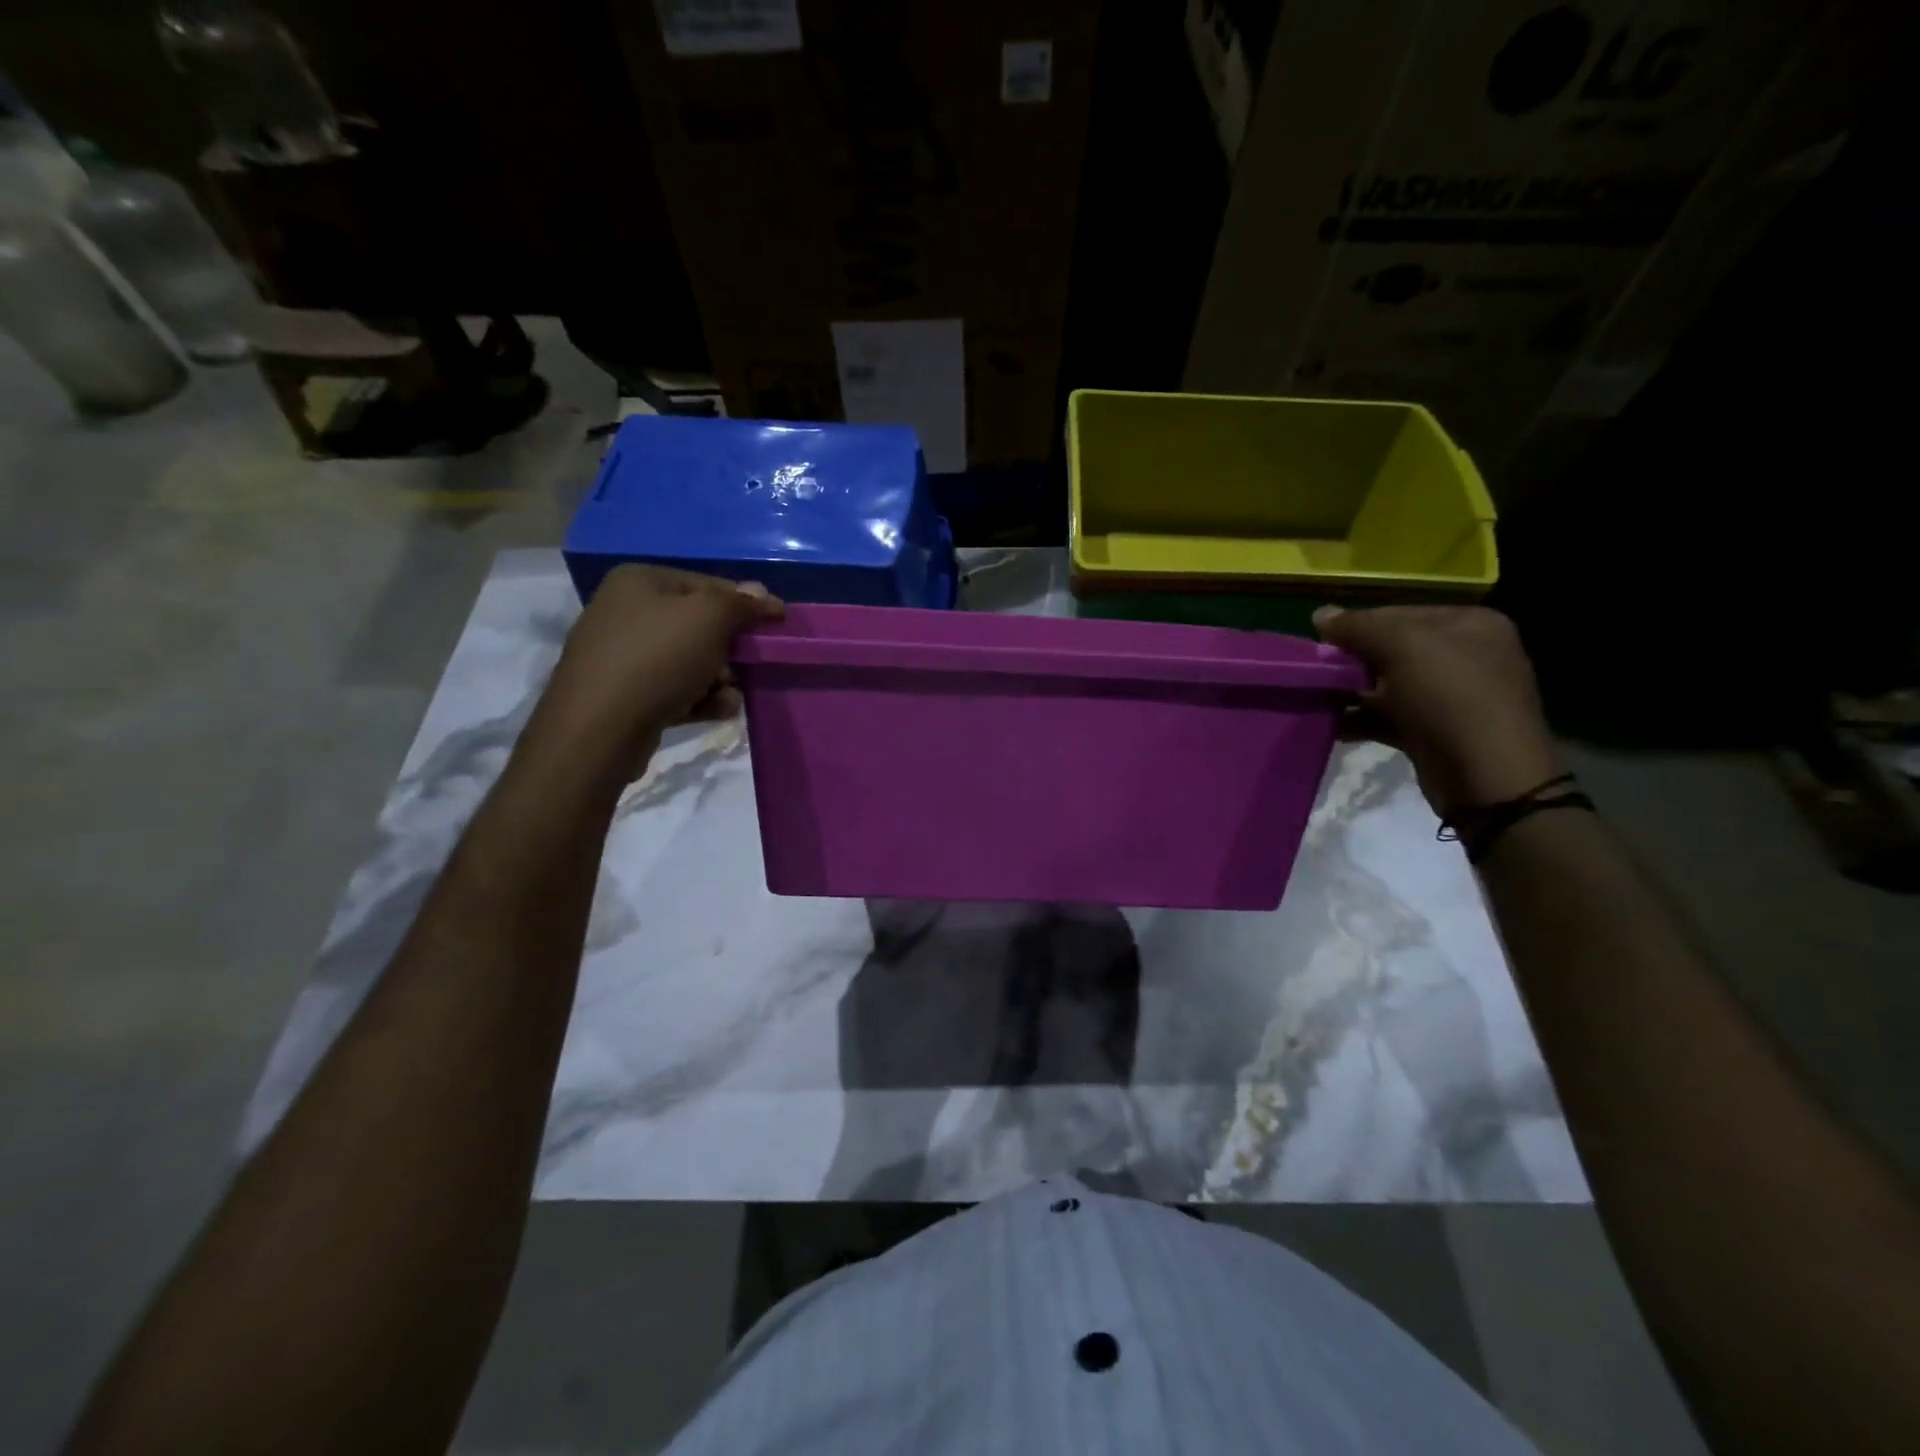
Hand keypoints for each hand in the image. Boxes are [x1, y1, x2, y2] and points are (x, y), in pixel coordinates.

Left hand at [527, 565, 784, 779]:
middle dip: (729, 649)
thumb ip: (740, 603)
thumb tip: (762, 593)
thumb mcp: (709, 618)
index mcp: (639, 582)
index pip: (707, 583)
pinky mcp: (624, 695)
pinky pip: (674, 690)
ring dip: (719, 679)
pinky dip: (699, 699)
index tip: (776, 624)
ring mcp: (621, 656)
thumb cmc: (658, 658)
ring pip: (688, 661)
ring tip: (730, 697)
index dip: (745, 603)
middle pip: (698, 625)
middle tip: (749, 665)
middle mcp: (625, 612)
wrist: (600, 728)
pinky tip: (719, 711)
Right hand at [1314, 604, 1563, 816]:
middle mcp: (1466, 655)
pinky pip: (1389, 717)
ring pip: (1388, 685)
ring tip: (1317, 700)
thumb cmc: (1450, 699)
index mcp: (1470, 624)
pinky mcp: (1435, 731)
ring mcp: (1452, 696)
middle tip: (1317, 673)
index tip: (1321, 643)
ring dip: (1351, 692)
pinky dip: (1361, 720)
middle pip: (1392, 649)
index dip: (1358, 626)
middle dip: (1352, 662)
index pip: (1399, 613)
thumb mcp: (1403, 648)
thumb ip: (1359, 627)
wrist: (1487, 777)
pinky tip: (1333, 726)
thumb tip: (1319, 614)